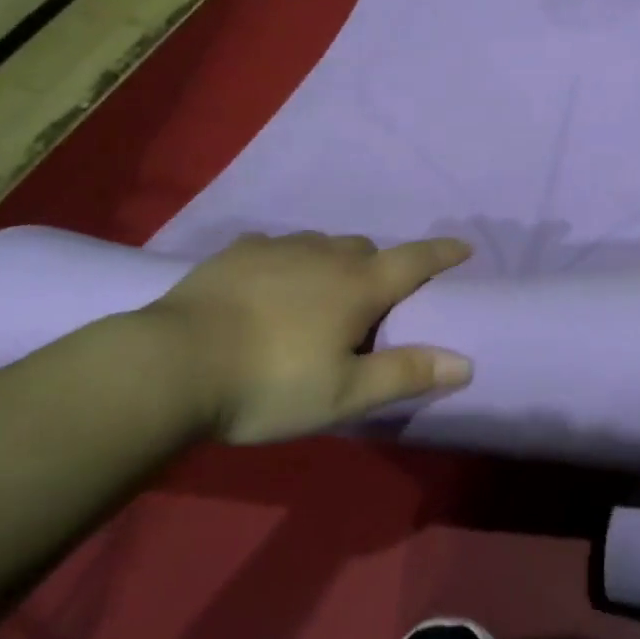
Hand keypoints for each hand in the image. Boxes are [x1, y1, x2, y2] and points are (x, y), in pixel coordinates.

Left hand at [127, 231, 474, 443]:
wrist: (174, 364)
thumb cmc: (269, 384)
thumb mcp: (344, 395)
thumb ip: (405, 374)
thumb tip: (465, 362)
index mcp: (357, 286)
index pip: (414, 261)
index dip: (443, 253)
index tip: (464, 246)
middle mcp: (324, 254)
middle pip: (366, 250)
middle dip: (379, 268)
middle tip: (370, 304)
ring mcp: (278, 248)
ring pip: (323, 244)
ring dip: (334, 262)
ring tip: (320, 296)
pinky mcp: (238, 252)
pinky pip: (279, 247)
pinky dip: (290, 261)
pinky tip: (271, 284)